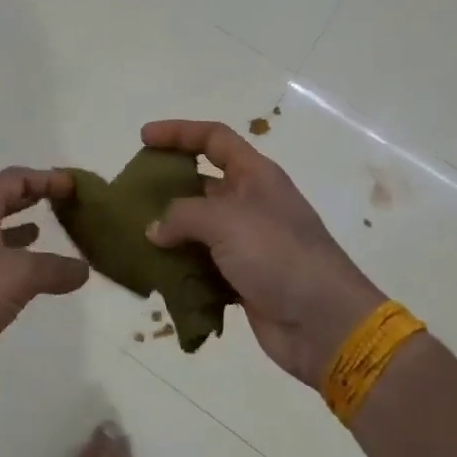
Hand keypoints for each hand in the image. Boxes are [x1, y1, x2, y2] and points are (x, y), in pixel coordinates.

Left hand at [0, 167, 89, 403]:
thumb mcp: (20, 276)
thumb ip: (55, 268)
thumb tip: (83, 269)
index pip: (12, 180)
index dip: (44, 178)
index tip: (73, 185)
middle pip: (0, 201)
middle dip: (31, 198)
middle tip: (61, 201)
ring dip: (19, 230)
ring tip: (45, 232)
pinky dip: (11, 261)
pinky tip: (26, 277)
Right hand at [141, 120, 383, 386]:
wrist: (324, 323)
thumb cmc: (278, 255)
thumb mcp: (226, 221)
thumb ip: (182, 216)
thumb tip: (155, 229)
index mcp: (255, 175)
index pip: (214, 138)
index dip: (179, 133)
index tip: (144, 138)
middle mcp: (251, 202)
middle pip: (202, 183)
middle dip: (167, 186)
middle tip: (131, 195)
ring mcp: (248, 242)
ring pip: (199, 227)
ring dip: (170, 232)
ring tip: (135, 237)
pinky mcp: (243, 278)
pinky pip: (203, 264)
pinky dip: (181, 267)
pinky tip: (156, 274)